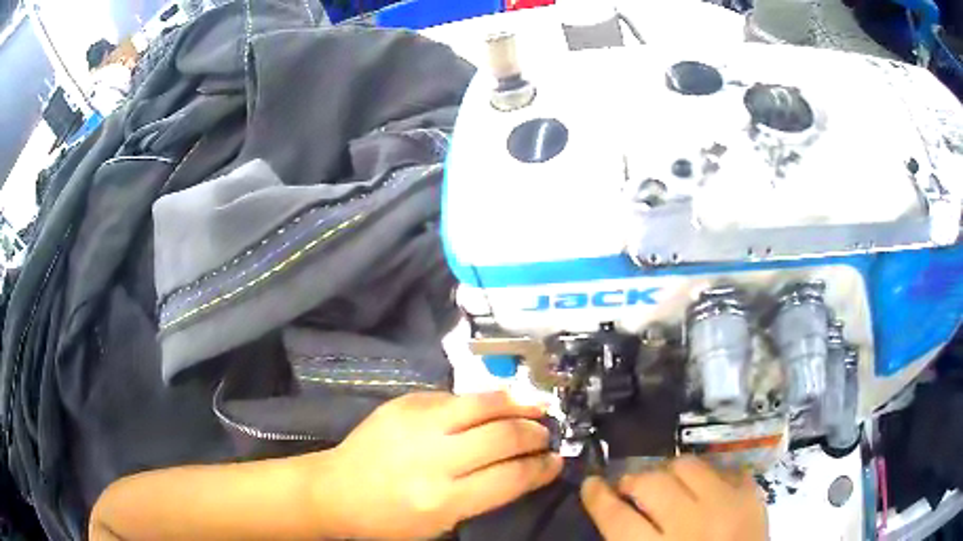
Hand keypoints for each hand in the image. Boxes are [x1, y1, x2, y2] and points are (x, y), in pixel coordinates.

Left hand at [318, 391, 562, 538]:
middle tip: (545, 434)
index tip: (557, 461)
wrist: (336, 489)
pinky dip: (482, 401)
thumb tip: (524, 469)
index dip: (542, 467)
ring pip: (483, 404)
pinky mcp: (404, 403)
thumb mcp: (441, 523)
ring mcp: (417, 424)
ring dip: (517, 405)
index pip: (511, 477)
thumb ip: (485, 495)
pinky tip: (494, 404)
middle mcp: (433, 458)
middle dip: (534, 434)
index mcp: (444, 499)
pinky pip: (455, 396)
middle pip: (504, 437)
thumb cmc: (390, 519)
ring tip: (533, 409)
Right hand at [581, 457, 766, 540]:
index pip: (617, 516)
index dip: (598, 497)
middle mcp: (692, 524)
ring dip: (668, 471)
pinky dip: (706, 475)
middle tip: (628, 487)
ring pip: (686, 465)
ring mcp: (726, 504)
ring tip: (665, 483)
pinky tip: (701, 487)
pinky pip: (721, 468)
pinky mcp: (751, 494)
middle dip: (631, 480)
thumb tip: (613, 511)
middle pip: (651, 483)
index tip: (591, 484)